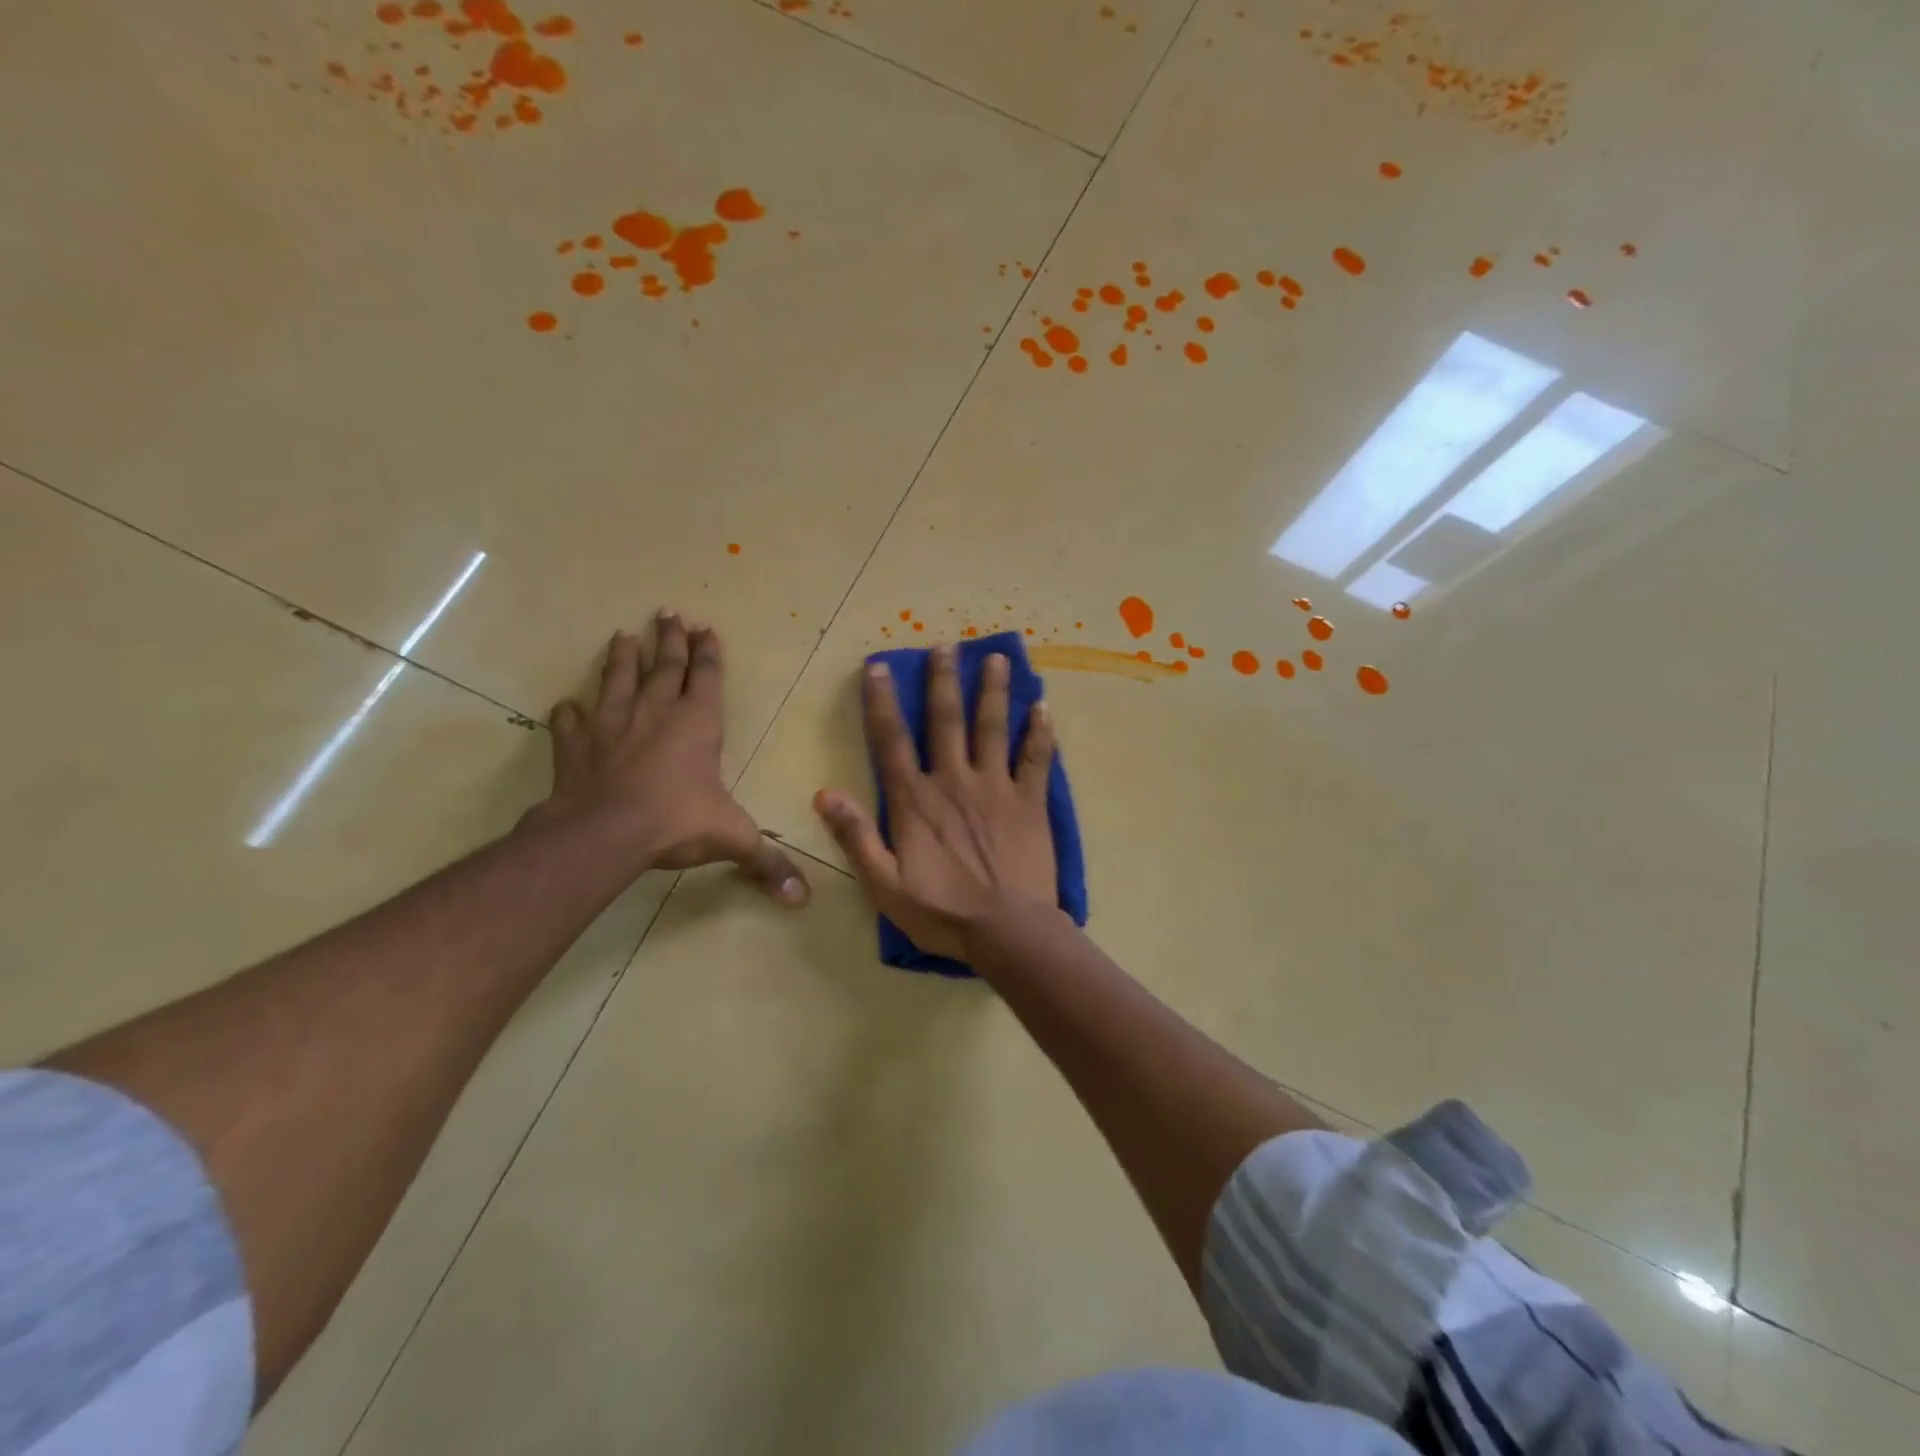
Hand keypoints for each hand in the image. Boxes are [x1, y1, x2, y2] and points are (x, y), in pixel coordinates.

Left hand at [535, 612, 807, 903]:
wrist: (604, 832)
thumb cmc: (676, 822)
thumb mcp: (732, 839)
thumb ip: (766, 862)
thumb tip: (802, 898)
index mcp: (697, 723)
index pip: (706, 676)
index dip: (708, 652)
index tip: (705, 628)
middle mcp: (655, 712)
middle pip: (664, 665)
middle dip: (669, 639)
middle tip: (668, 613)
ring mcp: (611, 723)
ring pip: (616, 679)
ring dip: (620, 657)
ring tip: (621, 636)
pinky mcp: (575, 744)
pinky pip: (570, 720)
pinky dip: (569, 711)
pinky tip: (568, 705)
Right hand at [814, 645, 1059, 959]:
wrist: (1007, 931)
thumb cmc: (942, 912)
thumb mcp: (884, 884)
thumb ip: (856, 836)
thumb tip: (824, 793)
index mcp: (916, 800)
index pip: (892, 740)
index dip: (882, 701)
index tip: (878, 666)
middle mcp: (954, 781)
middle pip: (946, 720)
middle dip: (943, 680)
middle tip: (945, 645)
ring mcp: (996, 787)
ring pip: (993, 727)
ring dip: (994, 691)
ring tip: (998, 658)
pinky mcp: (1030, 801)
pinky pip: (1036, 758)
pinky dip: (1040, 730)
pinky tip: (1043, 705)